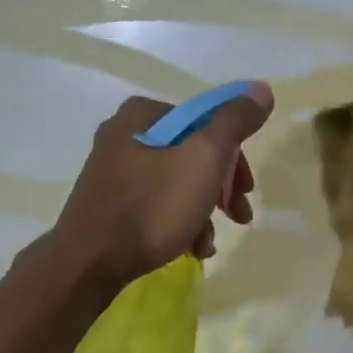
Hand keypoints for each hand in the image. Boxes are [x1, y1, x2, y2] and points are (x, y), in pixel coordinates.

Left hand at [51, 85, 274, 287]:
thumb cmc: (152, 207)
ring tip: (209, 243)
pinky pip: (156, 207)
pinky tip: (189, 250)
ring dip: (202, 213)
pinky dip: (178, 225)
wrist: (90, 262)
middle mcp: (124, 137)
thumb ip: (234, 122)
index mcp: (143, 116)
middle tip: (239, 215)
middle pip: (192, 155)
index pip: (205, 122)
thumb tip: (261, 89)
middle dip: (221, 189)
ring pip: (177, 185)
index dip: (234, 155)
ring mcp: (114, 174)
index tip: (245, 188)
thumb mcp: (203, 159)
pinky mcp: (110, 206)